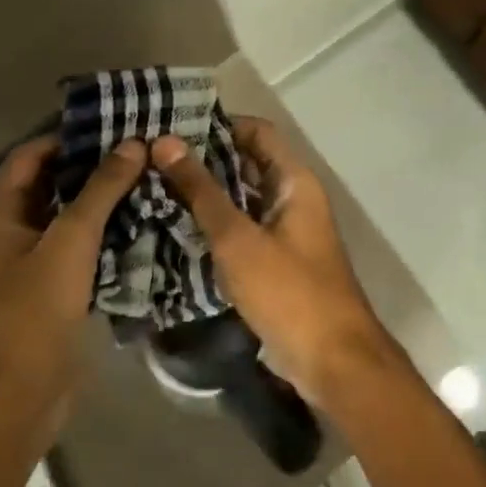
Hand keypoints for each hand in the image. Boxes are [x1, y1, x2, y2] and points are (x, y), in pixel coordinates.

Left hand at [0, 136, 145, 445]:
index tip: (121, 128)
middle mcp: (2, 229)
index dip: (75, 139)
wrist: (13, 402)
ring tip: (150, 180)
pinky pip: (73, 246)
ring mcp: (23, 260)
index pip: (34, 154)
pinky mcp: (43, 287)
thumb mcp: (70, 242)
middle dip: (95, 169)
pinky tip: (141, 222)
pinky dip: (101, 233)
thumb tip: (134, 143)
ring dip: (102, 201)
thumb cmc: (31, 313)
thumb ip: (102, 189)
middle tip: (144, 153)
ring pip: (66, 216)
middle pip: (51, 183)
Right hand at [149, 120, 394, 406]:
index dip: (219, 125)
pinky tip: (176, 227)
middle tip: (153, 158)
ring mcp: (286, 230)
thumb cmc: (289, 291)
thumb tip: (164, 141)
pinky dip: (216, 223)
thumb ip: (201, 191)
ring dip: (207, 193)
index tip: (173, 127)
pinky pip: (243, 228)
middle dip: (205, 160)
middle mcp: (293, 197)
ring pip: (242, 198)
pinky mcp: (276, 260)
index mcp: (294, 181)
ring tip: (155, 186)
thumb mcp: (238, 239)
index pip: (257, 132)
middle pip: (248, 163)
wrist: (332, 361)